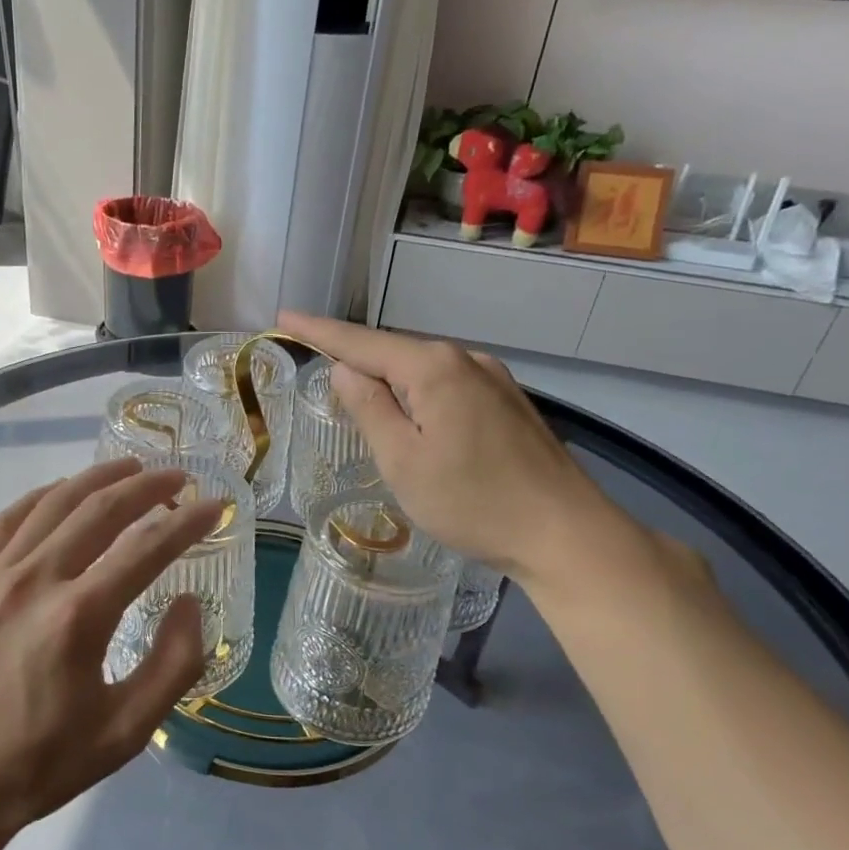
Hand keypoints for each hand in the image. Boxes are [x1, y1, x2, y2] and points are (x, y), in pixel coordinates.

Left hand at [0, 460, 222, 849]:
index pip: (146, 549)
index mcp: (78, 617)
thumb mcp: (125, 732)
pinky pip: (10, 520)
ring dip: (97, 479)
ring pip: (54, 503)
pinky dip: (43, 496)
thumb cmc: (40, 764)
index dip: (188, 523)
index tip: (215, 506)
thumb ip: (172, 664)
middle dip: (146, 486)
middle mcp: (36, 579)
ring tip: (130, 467)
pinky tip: (62, 492)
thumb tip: (189, 602)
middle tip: (178, 477)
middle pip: (100, 510)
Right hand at [279, 312, 626, 587]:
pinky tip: (412, 413)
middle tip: (313, 358)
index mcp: (433, 368)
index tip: (284, 316)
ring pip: (423, 369)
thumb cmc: (471, 501)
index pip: (361, 342)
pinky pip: (447, 385)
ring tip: (355, 391)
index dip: (319, 330)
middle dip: (353, 354)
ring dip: (386, 376)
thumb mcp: (402, 460)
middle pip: (394, 351)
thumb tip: (344, 370)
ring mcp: (494, 379)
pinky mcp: (508, 403)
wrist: (564, 533)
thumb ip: (369, 409)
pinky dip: (417, 392)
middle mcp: (466, 359)